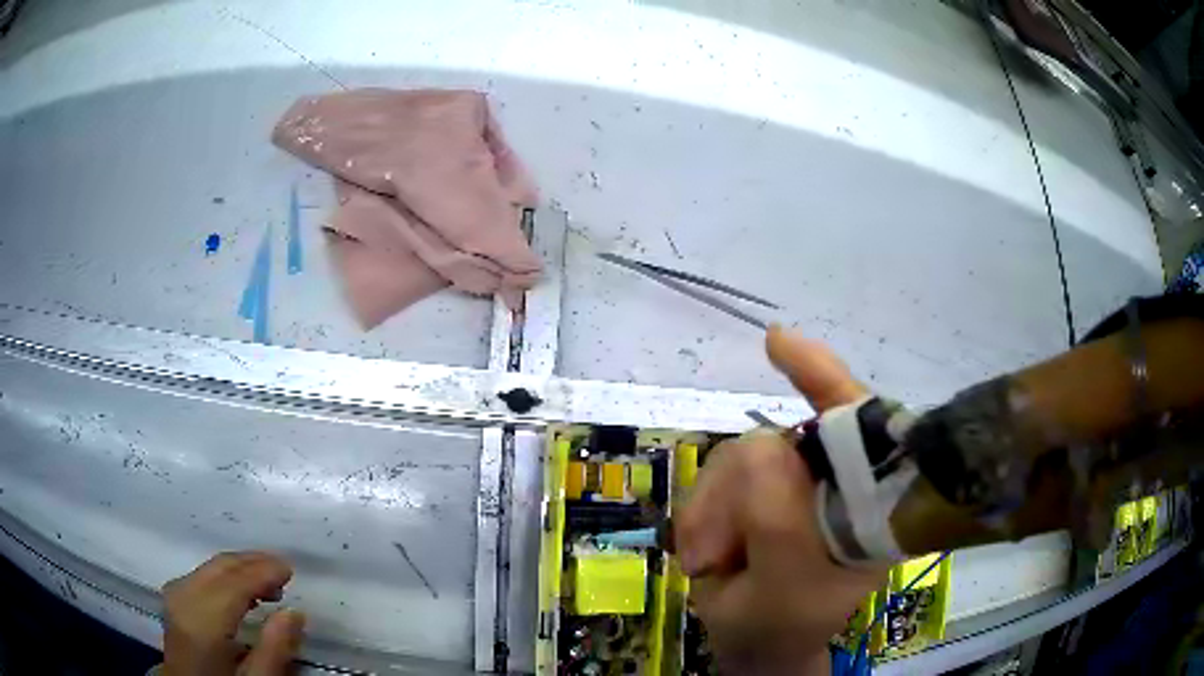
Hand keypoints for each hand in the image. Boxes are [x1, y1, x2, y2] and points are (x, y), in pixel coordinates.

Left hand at [161, 551, 305, 675]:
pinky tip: (241, 591)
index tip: (290, 569)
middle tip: (283, 571)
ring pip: (210, 568)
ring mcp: (174, 595)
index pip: (234, 583)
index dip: (263, 571)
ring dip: (240, 569)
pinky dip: (225, 577)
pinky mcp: (173, 599)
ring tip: (269, 584)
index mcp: (202, 621)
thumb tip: (294, 613)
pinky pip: (202, 575)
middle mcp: (183, 598)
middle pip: (219, 567)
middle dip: (252, 563)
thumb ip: (274, 650)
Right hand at [676, 326, 887, 674]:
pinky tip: (701, 549)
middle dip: (734, 494)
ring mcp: (797, 483)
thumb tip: (761, 448)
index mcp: (870, 506)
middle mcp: (839, 482)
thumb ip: (779, 522)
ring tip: (707, 561)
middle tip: (713, 556)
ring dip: (710, 509)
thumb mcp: (784, 590)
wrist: (755, 643)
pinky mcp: (760, 490)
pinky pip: (720, 472)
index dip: (824, 378)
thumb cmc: (781, 626)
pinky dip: (700, 508)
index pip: (861, 427)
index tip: (776, 344)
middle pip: (779, 441)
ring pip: (739, 455)